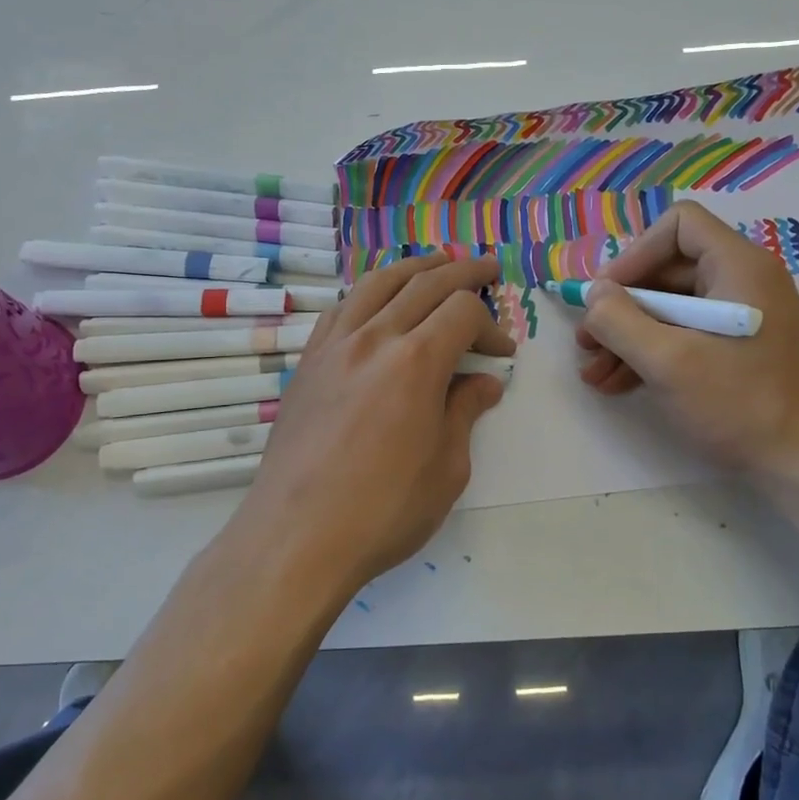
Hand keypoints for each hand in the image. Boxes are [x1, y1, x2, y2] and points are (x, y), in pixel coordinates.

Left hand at [235, 254, 516, 594]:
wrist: (296, 536)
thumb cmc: (383, 511)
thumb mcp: (446, 468)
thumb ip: (465, 413)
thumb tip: (484, 382)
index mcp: (415, 362)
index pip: (462, 312)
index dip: (490, 324)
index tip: (502, 353)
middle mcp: (373, 338)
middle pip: (423, 282)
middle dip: (462, 272)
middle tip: (486, 268)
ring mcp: (334, 346)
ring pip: (377, 283)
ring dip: (413, 267)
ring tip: (437, 263)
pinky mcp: (308, 362)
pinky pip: (342, 308)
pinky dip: (368, 293)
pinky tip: (377, 301)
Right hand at [575, 202, 798, 483]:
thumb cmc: (739, 405)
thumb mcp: (667, 361)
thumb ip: (619, 320)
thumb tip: (593, 293)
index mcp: (739, 267)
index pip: (679, 226)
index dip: (634, 254)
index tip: (606, 296)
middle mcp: (745, 282)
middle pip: (668, 270)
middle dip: (621, 307)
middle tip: (586, 341)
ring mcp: (745, 317)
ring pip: (672, 308)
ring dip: (628, 336)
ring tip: (594, 372)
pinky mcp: (741, 349)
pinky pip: (687, 335)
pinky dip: (651, 354)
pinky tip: (617, 384)